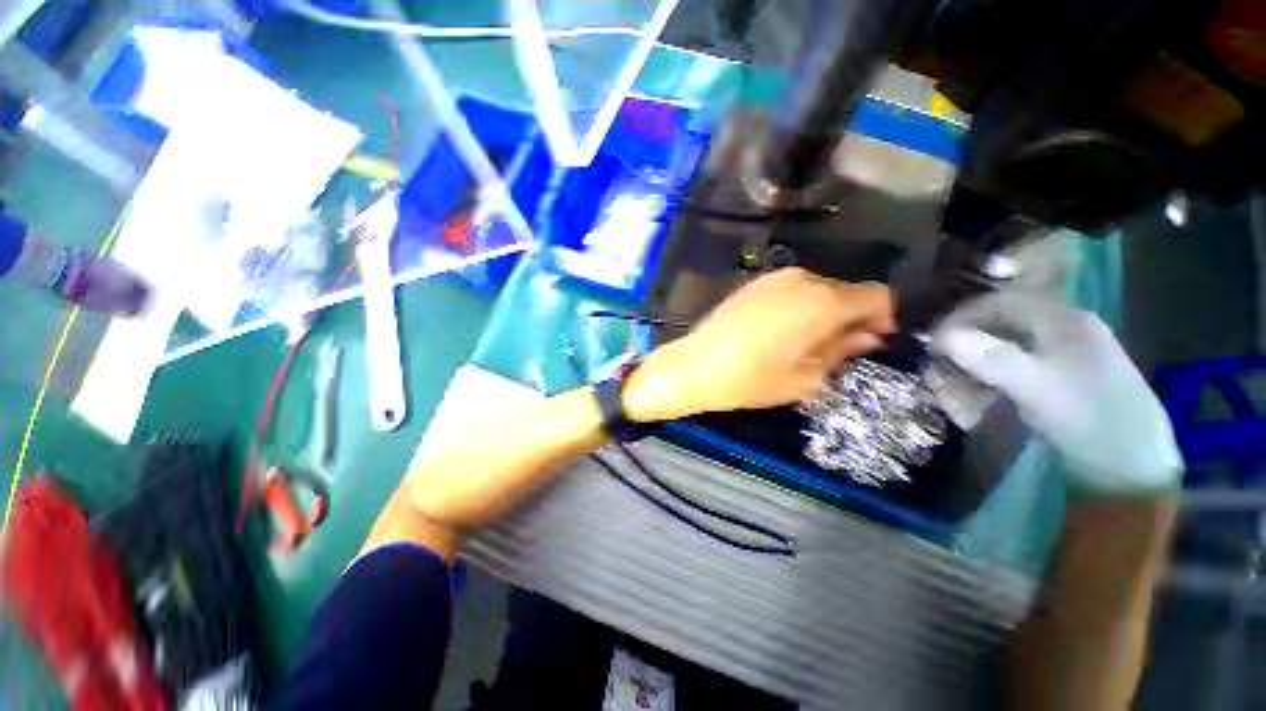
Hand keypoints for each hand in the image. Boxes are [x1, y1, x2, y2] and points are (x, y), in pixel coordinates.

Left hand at [624, 268, 894, 421]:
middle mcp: (802, 280)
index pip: (876, 295)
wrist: (694, 366)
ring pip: (816, 291)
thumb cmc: (751, 379)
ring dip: (822, 314)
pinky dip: (798, 308)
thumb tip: (866, 337)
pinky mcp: (752, 284)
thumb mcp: (806, 377)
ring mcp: (773, 278)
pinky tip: (780, 334)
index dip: (882, 318)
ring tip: (805, 346)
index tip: (871, 342)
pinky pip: (790, 291)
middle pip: (844, 292)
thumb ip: (841, 351)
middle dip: (849, 319)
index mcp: (823, 301)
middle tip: (835, 352)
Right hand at [930, 291, 1182, 494]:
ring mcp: (1070, 354)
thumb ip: (987, 357)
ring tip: (955, 382)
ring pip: (1009, 345)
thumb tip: (940, 338)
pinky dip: (995, 375)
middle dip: (966, 341)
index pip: (999, 302)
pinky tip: (984, 393)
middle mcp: (1067, 329)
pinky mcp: (1068, 378)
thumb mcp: (1034, 387)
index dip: (960, 318)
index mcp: (1063, 320)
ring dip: (977, 360)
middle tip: (939, 363)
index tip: (932, 344)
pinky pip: (1021, 365)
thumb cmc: (1086, 419)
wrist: (1133, 468)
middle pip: (1003, 322)